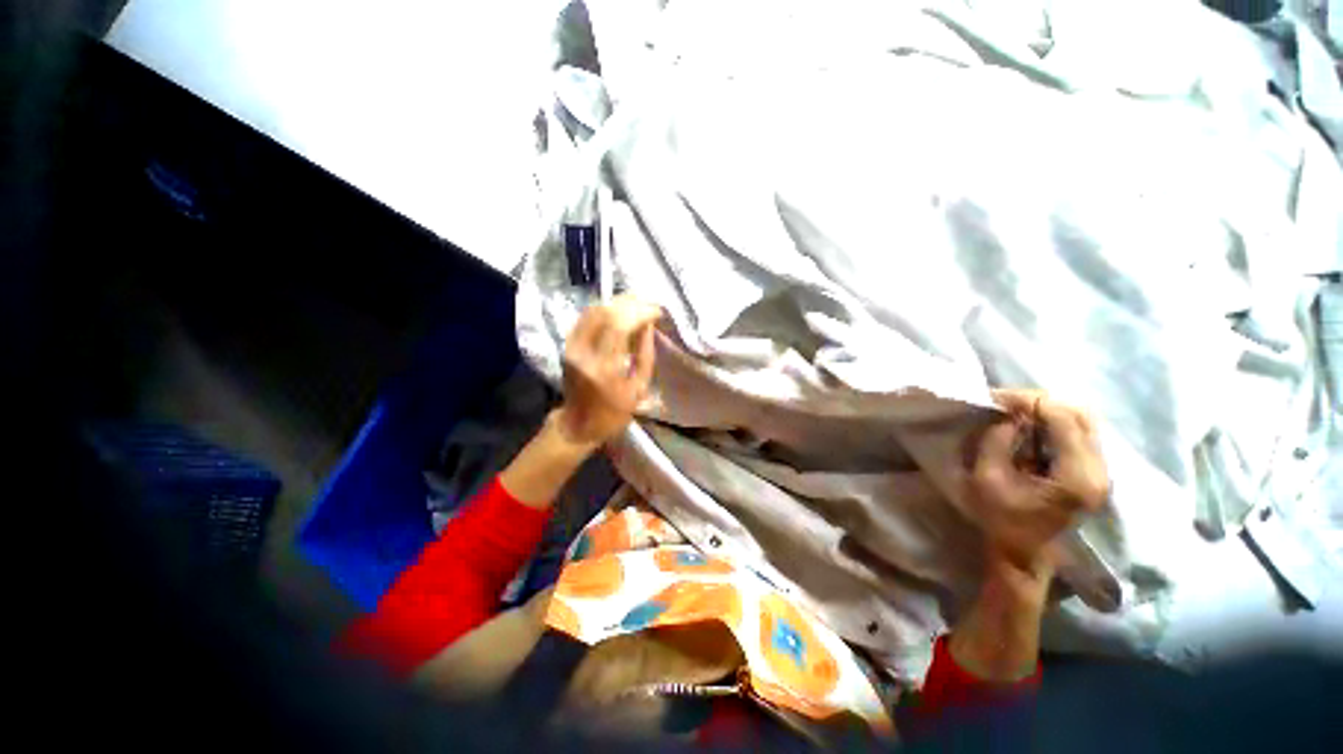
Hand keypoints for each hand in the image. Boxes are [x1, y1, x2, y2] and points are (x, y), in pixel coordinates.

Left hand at [556, 295, 661, 447]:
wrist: (577, 425)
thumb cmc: (613, 413)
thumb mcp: (638, 389)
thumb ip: (645, 355)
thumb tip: (648, 325)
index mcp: (604, 367)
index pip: (619, 325)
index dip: (640, 312)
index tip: (657, 311)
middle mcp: (584, 351)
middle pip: (606, 312)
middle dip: (631, 303)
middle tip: (649, 305)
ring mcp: (573, 346)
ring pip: (594, 310)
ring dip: (618, 303)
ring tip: (638, 304)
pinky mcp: (568, 344)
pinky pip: (586, 316)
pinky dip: (605, 309)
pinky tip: (619, 310)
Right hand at [965, 389, 1109, 568]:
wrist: (1024, 552)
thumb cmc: (1001, 519)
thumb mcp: (987, 479)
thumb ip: (996, 442)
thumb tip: (1006, 415)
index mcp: (1076, 476)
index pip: (1063, 418)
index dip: (1029, 401)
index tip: (997, 399)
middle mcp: (1098, 470)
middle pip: (1081, 414)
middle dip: (1040, 401)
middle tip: (1006, 403)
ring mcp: (1101, 471)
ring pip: (1085, 420)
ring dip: (1049, 410)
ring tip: (1016, 412)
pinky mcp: (1094, 472)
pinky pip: (1081, 433)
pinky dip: (1055, 422)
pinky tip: (1031, 426)